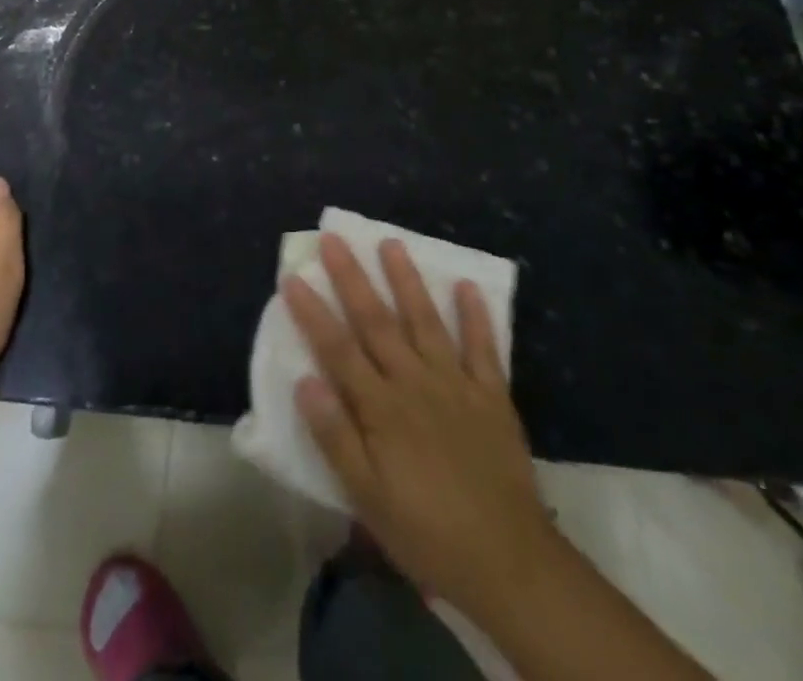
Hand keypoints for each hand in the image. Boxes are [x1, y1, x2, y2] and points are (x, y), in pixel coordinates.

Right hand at [282, 234, 551, 611]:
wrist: (509, 564)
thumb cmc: (427, 533)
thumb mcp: (368, 498)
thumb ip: (335, 436)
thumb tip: (303, 380)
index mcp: (381, 408)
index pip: (337, 349)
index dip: (313, 312)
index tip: (293, 276)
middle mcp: (415, 383)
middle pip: (377, 322)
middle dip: (352, 278)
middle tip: (335, 238)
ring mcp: (456, 384)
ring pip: (426, 321)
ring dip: (407, 281)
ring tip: (392, 243)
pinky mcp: (492, 396)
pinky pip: (483, 348)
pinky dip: (476, 316)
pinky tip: (468, 286)